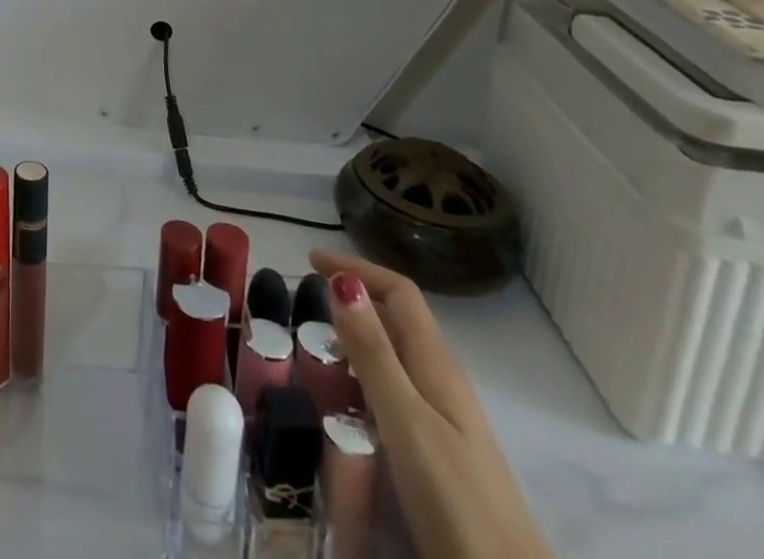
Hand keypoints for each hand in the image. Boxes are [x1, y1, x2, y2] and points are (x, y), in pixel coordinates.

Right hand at [310, 250, 550, 558]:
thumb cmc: (457, 503)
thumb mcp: (406, 422)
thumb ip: (373, 353)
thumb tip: (342, 279)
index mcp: (438, 366)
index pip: (400, 293)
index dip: (357, 268)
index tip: (310, 260)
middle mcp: (443, 383)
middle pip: (399, 319)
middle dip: (354, 298)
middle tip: (307, 300)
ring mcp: (446, 421)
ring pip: (397, 356)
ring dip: (358, 337)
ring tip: (316, 346)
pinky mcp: (440, 453)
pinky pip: (396, 392)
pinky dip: (365, 377)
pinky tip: (346, 401)